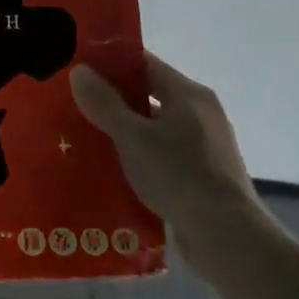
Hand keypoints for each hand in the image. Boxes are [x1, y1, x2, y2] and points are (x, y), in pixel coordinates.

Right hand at [69, 52, 264, 263]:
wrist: (225, 234)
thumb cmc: (179, 175)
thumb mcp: (133, 137)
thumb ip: (105, 104)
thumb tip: (79, 70)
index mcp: (189, 94)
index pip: (145, 64)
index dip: (111, 63)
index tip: (79, 69)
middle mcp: (200, 113)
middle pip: (149, 95)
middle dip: (112, 100)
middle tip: (73, 105)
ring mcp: (204, 145)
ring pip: (154, 127)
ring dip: (124, 131)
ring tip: (85, 138)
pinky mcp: (201, 174)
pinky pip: (162, 154)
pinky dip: (138, 156)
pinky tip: (113, 169)